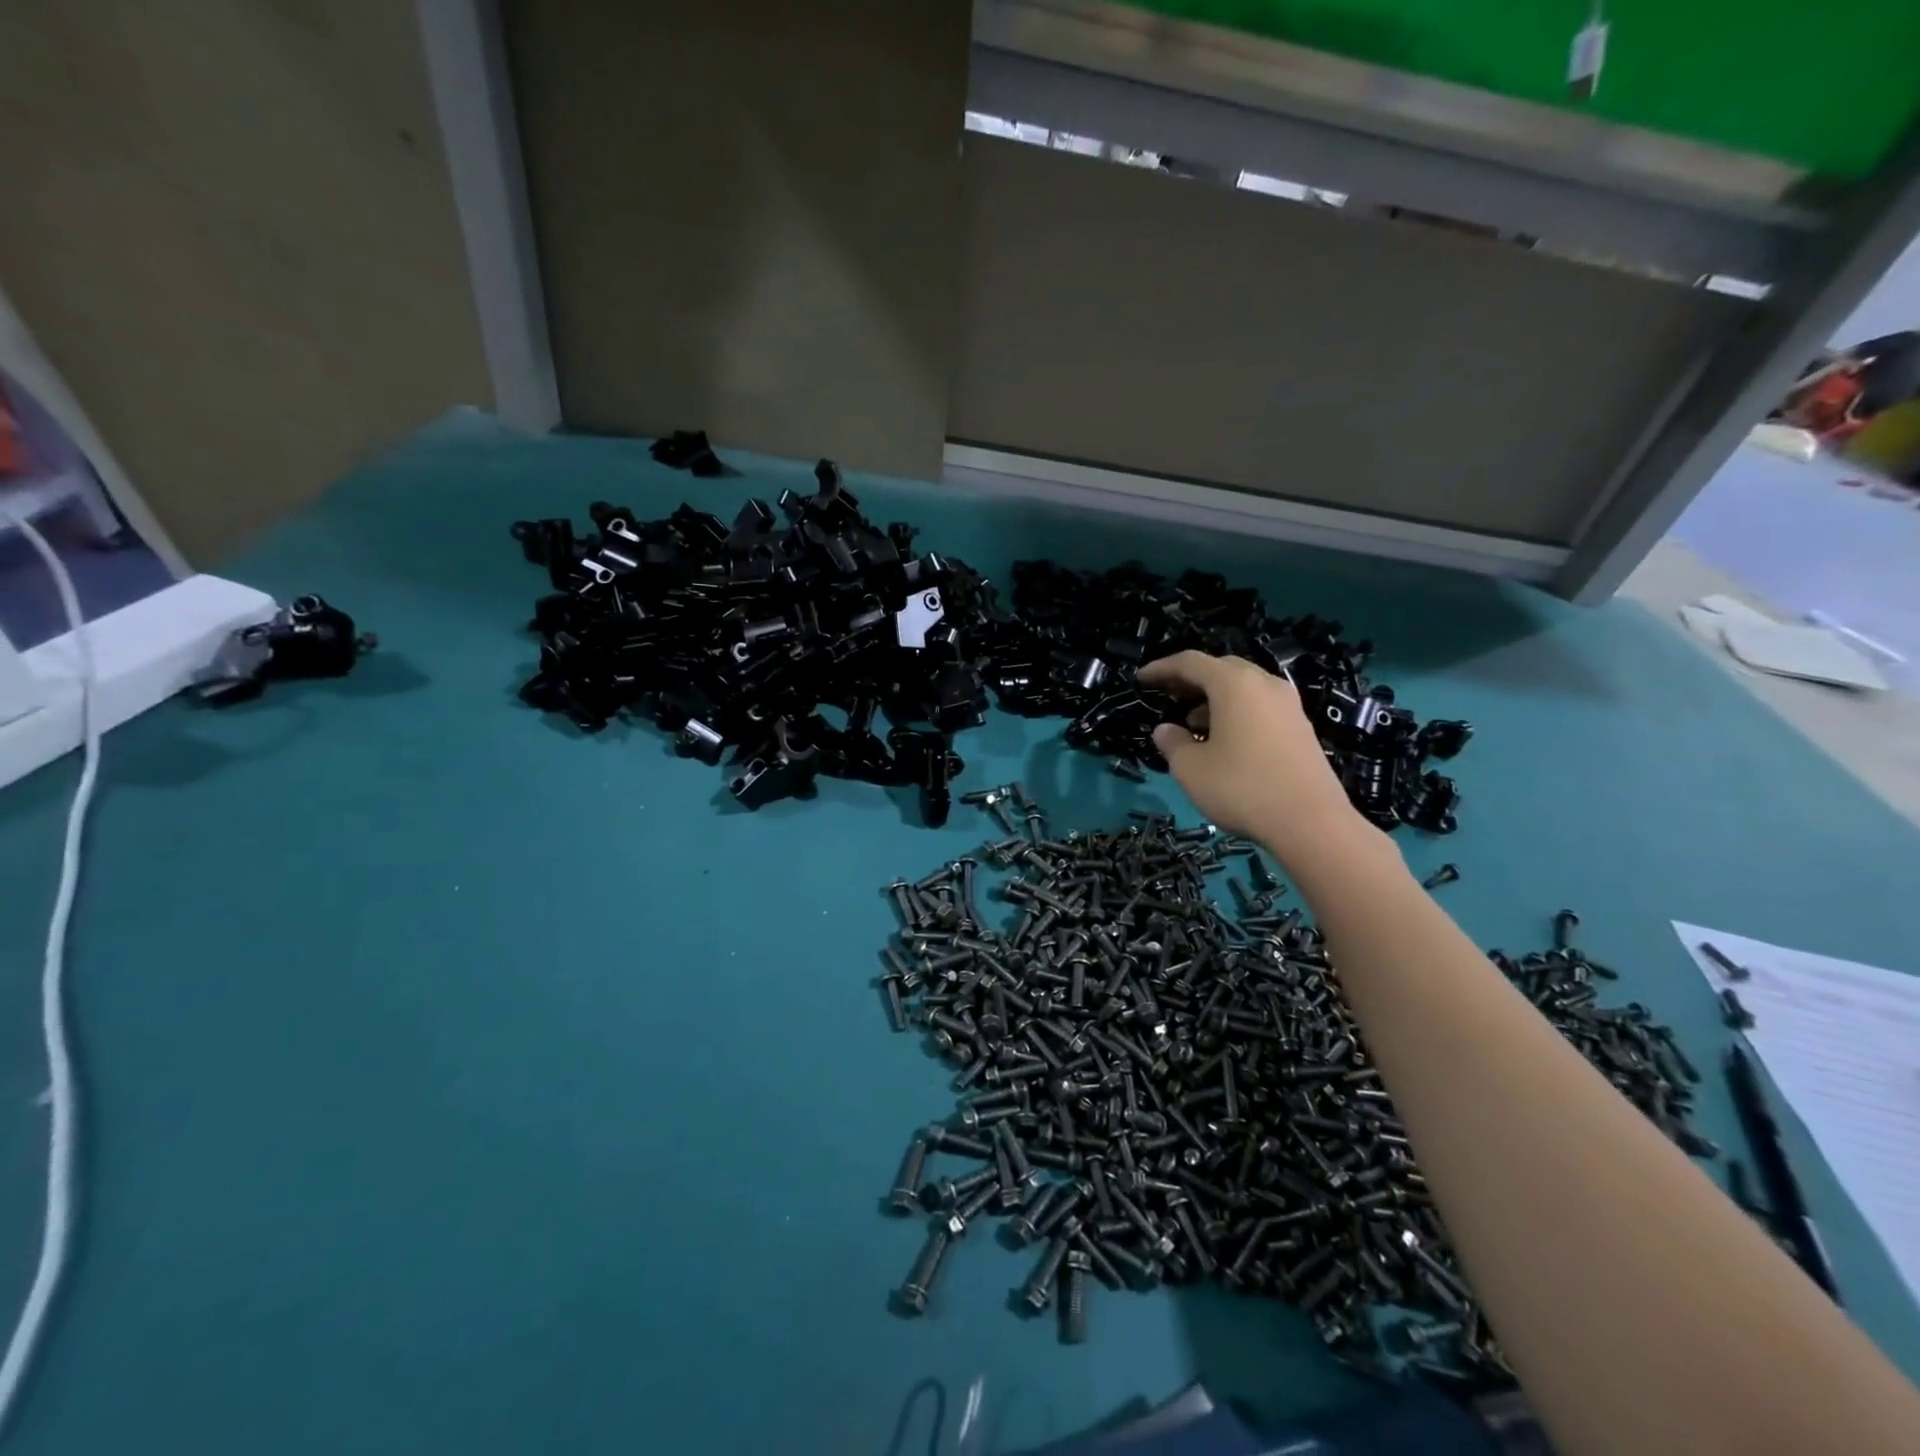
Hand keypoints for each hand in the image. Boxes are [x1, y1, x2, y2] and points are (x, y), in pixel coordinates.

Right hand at [1139, 651, 1360, 853]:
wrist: (1311, 822)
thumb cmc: (1241, 788)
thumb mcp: (1191, 768)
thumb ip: (1172, 743)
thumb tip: (1166, 730)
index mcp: (1234, 684)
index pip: (1190, 662)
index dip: (1162, 668)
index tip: (1141, 679)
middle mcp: (1264, 684)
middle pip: (1221, 669)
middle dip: (1191, 680)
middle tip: (1168, 697)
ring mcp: (1288, 705)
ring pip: (1244, 688)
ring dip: (1215, 698)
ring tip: (1193, 724)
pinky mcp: (1301, 727)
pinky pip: (1261, 706)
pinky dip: (1237, 712)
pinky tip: (1225, 741)